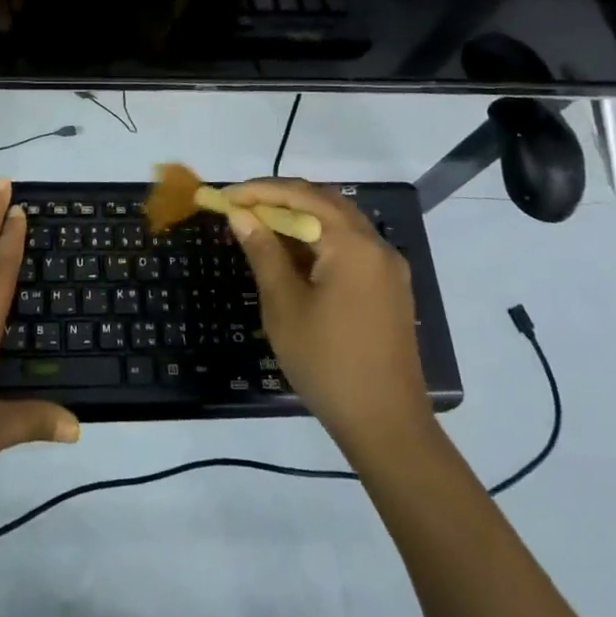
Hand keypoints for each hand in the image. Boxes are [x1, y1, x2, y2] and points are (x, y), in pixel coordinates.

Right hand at [222, 179, 433, 456]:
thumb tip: (240, 215)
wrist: (387, 425)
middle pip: (325, 202)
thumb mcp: (284, 306)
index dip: (260, 191)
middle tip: (242, 206)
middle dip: (281, 198)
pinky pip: (351, 246)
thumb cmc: (328, 362)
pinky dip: (319, 240)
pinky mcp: (389, 288)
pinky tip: (293, 256)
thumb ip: (263, 252)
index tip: (226, 196)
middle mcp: (376, 245)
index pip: (302, 196)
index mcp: (352, 245)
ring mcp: (387, 268)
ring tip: (261, 226)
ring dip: (300, 218)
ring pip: (340, 223)